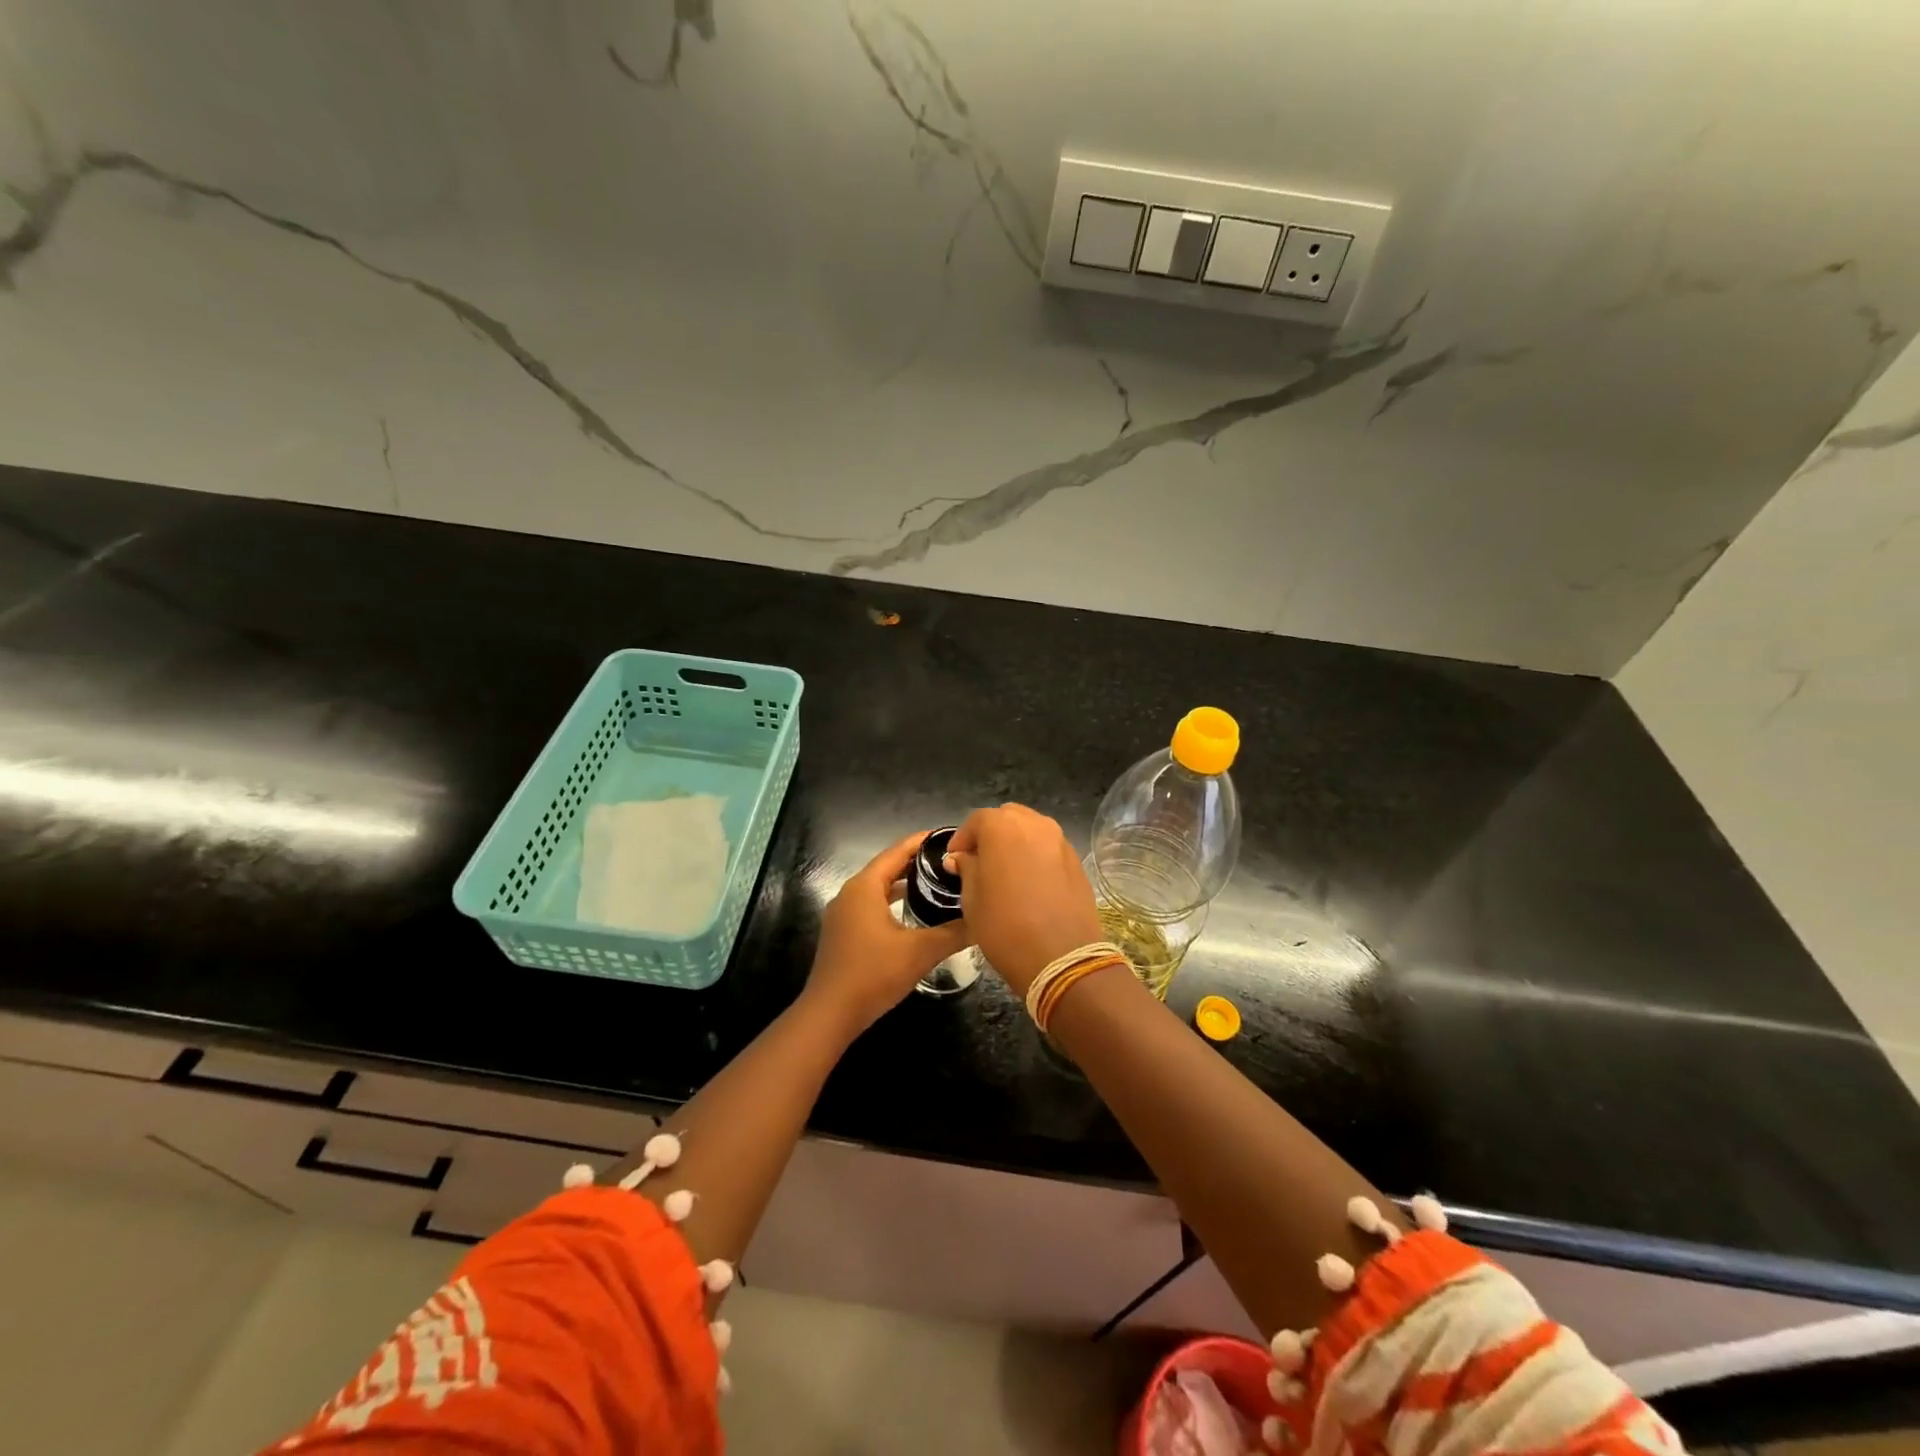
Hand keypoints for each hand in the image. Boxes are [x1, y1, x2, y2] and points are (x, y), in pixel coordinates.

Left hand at [803, 831, 971, 1035]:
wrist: (830, 1014)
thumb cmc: (873, 974)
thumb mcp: (920, 952)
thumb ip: (954, 932)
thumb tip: (983, 919)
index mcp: (865, 886)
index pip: (897, 851)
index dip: (923, 841)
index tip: (950, 836)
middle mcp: (850, 893)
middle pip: (887, 866)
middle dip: (917, 861)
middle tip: (951, 860)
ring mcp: (843, 913)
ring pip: (879, 887)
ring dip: (905, 882)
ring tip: (937, 882)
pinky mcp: (843, 932)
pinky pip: (872, 905)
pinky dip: (893, 901)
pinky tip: (913, 912)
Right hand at [946, 805, 1103, 995]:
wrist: (1061, 958)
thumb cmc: (1005, 927)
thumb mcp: (972, 900)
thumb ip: (967, 869)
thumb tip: (962, 857)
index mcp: (1003, 827)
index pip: (977, 820)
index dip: (962, 838)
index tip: (954, 859)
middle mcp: (1035, 824)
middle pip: (1007, 818)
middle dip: (991, 834)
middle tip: (979, 861)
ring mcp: (1060, 841)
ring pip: (1031, 829)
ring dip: (1015, 842)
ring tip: (1005, 870)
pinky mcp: (1076, 860)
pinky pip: (1049, 848)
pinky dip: (1035, 855)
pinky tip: (1029, 882)